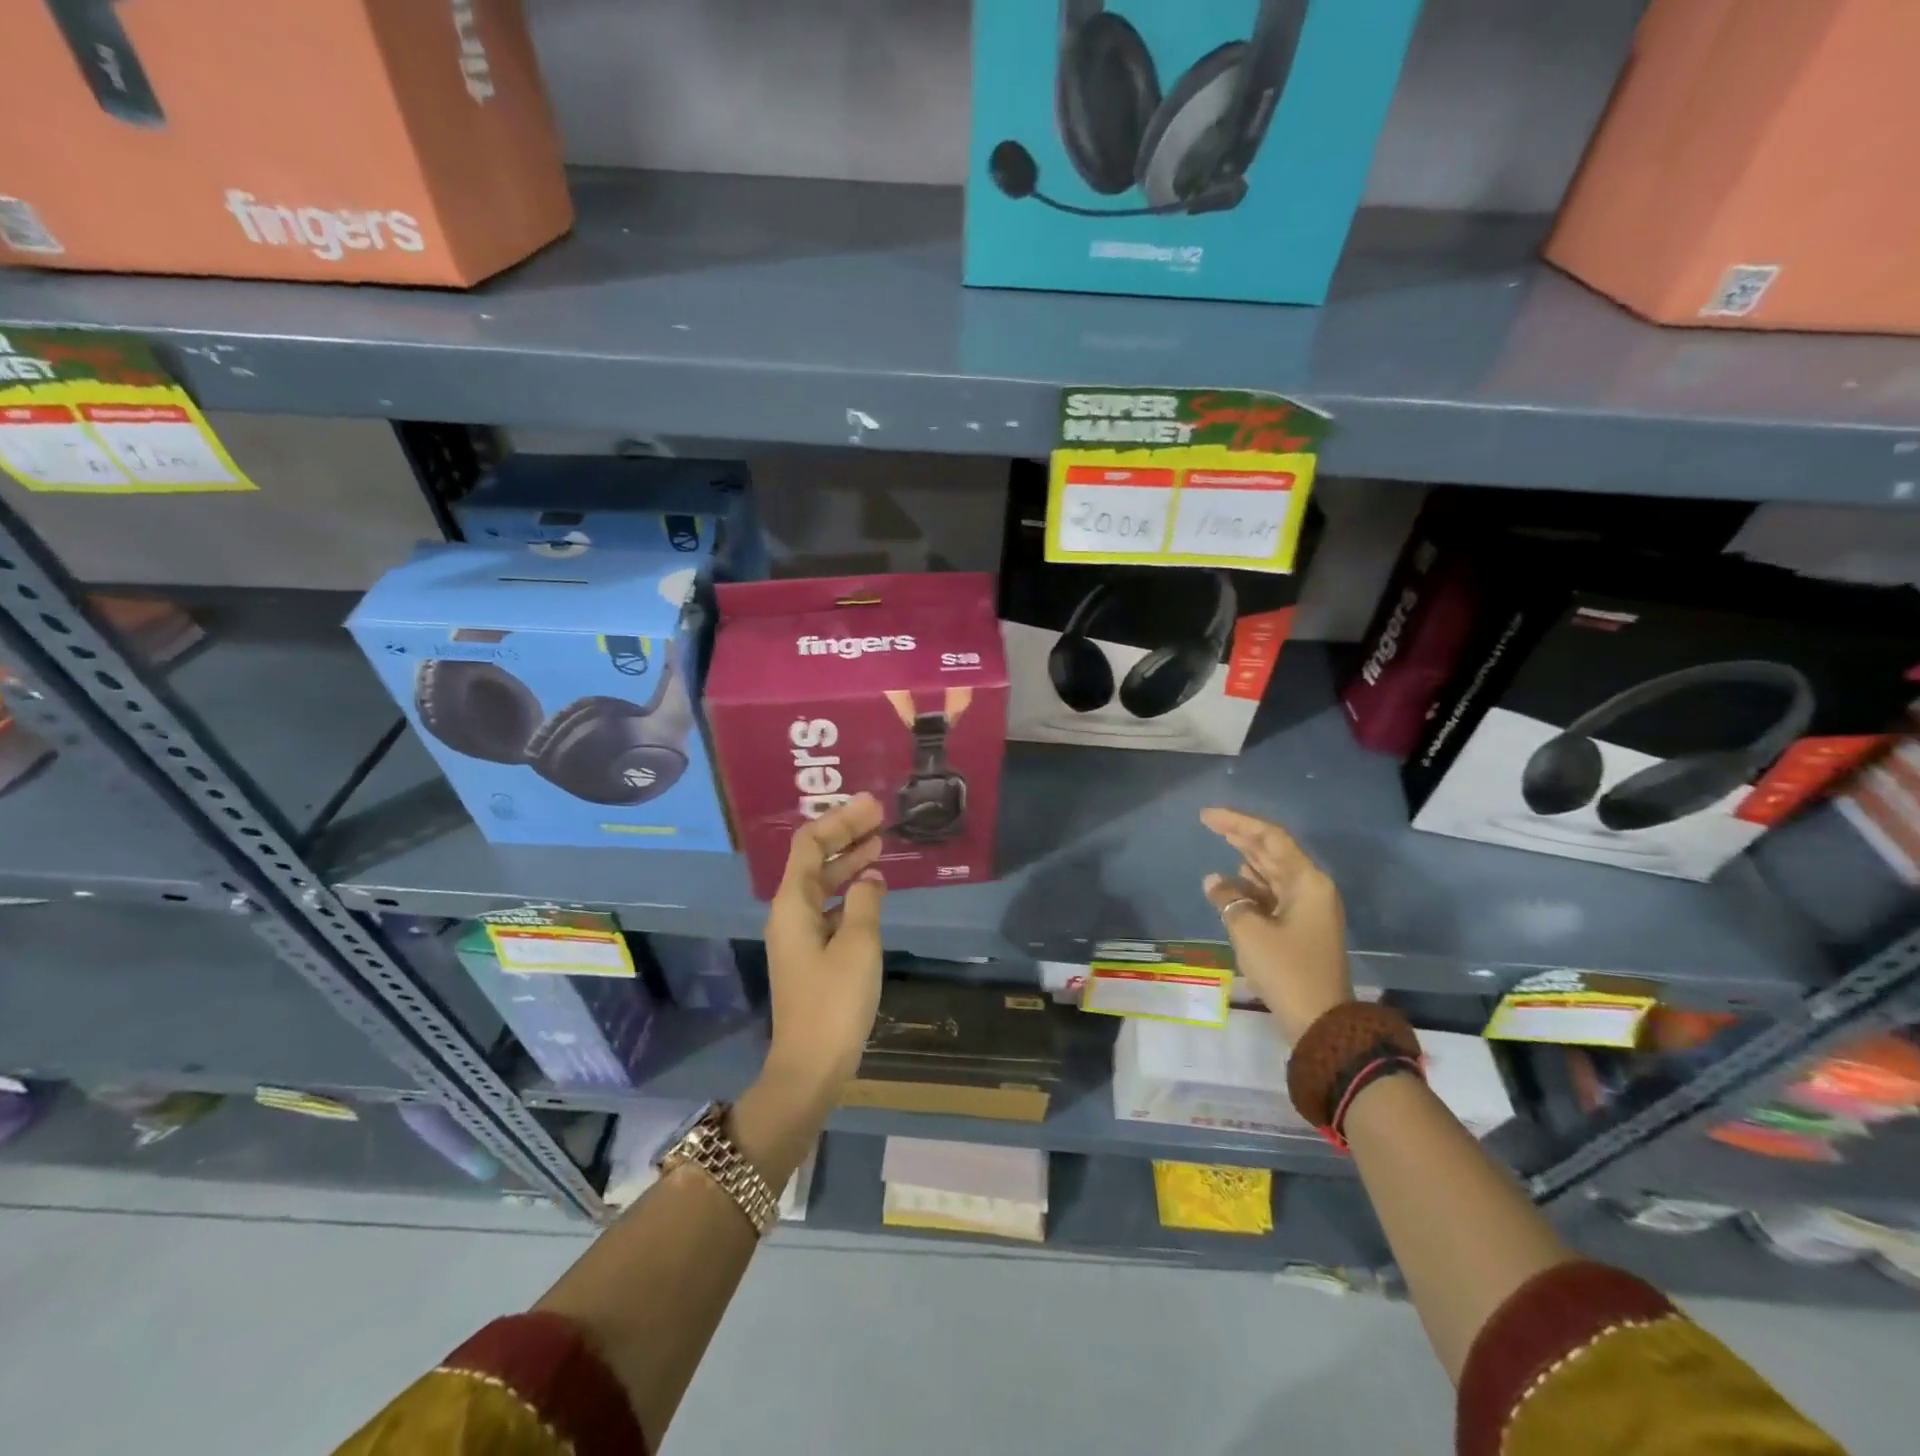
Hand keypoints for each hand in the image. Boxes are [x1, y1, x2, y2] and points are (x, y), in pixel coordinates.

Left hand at [762, 793, 888, 1094]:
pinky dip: (851, 891)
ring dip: (849, 861)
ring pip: (823, 884)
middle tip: (880, 816)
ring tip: (879, 844)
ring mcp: (799, 935)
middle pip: (814, 860)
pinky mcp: (811, 954)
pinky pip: (830, 907)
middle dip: (845, 835)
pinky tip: (874, 890)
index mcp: (793, 905)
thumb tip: (870, 879)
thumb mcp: (858, 945)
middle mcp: (790, 913)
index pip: (809, 845)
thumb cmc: (834, 1002)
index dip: (839, 821)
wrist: (811, 1065)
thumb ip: (866, 903)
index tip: (872, 807)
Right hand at [1199, 807, 1352, 1043]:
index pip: (1270, 838)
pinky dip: (1250, 887)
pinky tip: (1230, 884)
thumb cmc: (1286, 969)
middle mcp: (1311, 889)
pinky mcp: (1300, 928)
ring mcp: (1308, 909)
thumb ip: (1228, 899)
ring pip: (1273, 873)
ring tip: (1220, 844)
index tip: (1207, 816)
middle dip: (1242, 836)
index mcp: (1307, 882)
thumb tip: (1214, 881)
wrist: (1320, 1021)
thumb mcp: (1249, 931)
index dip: (1237, 823)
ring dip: (1246, 859)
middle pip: (1273, 852)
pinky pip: (1272, 895)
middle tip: (1209, 823)